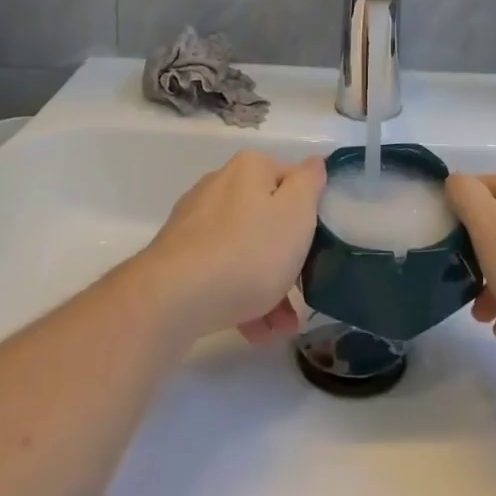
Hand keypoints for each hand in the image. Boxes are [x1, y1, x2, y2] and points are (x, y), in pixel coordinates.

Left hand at [141, 149, 325, 343]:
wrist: (175, 298)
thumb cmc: (248, 251)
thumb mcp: (296, 214)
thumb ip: (310, 184)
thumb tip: (313, 165)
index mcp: (250, 168)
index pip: (293, 180)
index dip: (311, 213)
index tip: (320, 247)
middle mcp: (220, 185)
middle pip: (268, 219)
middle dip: (288, 258)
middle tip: (303, 293)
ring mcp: (196, 222)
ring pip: (245, 250)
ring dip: (268, 287)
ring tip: (280, 327)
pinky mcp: (179, 257)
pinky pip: (221, 271)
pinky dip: (240, 296)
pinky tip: (255, 330)